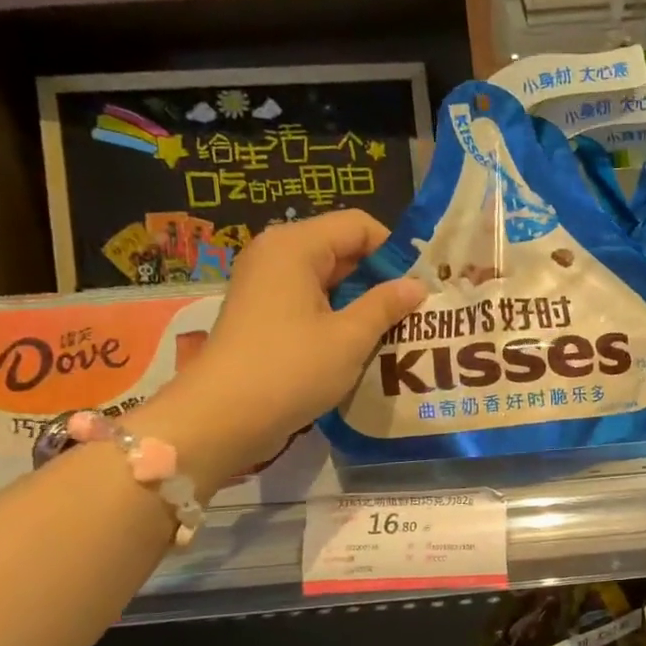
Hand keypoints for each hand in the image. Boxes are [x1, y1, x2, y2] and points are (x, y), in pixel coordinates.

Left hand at [128, 212, 423, 490]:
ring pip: (330, 281)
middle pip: (343, 250)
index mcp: (295, 246)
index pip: (359, 226)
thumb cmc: (290, 370)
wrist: (220, 419)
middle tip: (420, 311)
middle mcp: (277, 256)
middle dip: (382, 279)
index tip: (424, 285)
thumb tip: (418, 285)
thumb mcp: (350, 338)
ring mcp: (267, 287)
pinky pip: (313, 303)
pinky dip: (340, 318)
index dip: (395, 251)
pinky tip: (364, 346)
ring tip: (399, 331)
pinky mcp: (264, 316)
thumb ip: (386, 305)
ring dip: (364, 303)